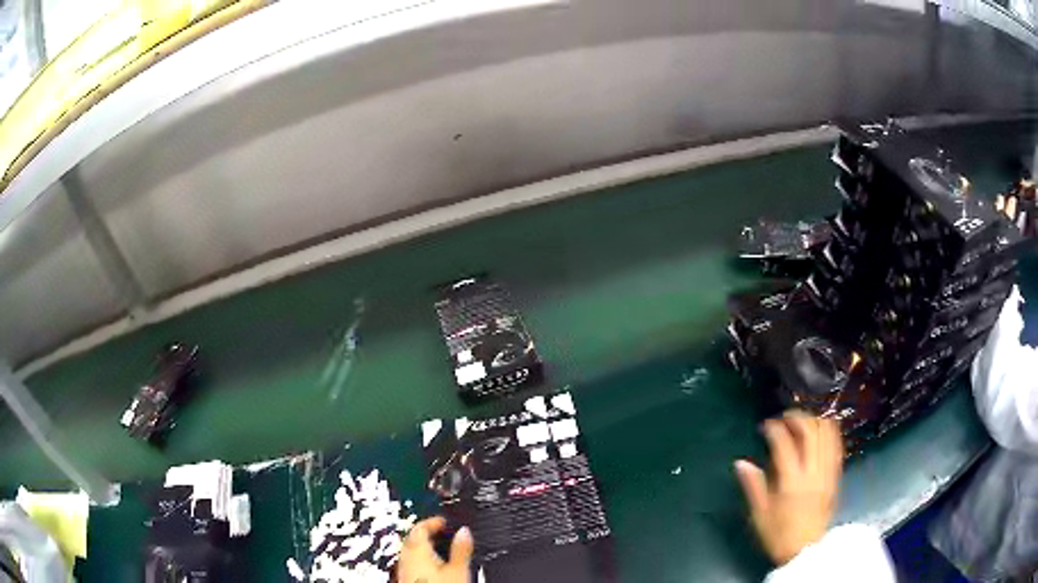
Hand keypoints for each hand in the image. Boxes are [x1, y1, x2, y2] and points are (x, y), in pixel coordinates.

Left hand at [398, 517, 473, 582]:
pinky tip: (432, 566)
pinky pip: (410, 563)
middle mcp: (406, 558)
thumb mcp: (458, 569)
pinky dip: (420, 559)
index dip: (432, 521)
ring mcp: (403, 570)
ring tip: (438, 548)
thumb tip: (465, 531)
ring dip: (422, 546)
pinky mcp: (405, 579)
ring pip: (410, 551)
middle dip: (426, 533)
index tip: (443, 520)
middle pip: (412, 538)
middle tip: (440, 531)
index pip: (419, 527)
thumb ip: (461, 549)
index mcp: (417, 549)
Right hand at [735, 410, 843, 565]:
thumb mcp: (760, 515)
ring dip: (815, 421)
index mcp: (791, 482)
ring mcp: (827, 472)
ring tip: (802, 422)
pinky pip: (837, 445)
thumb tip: (741, 463)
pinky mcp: (836, 475)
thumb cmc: (779, 534)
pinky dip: (829, 432)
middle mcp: (813, 472)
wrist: (806, 549)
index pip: (784, 444)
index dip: (774, 428)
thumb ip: (753, 486)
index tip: (765, 426)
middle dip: (797, 418)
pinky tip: (819, 431)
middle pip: (811, 431)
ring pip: (827, 434)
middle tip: (784, 418)